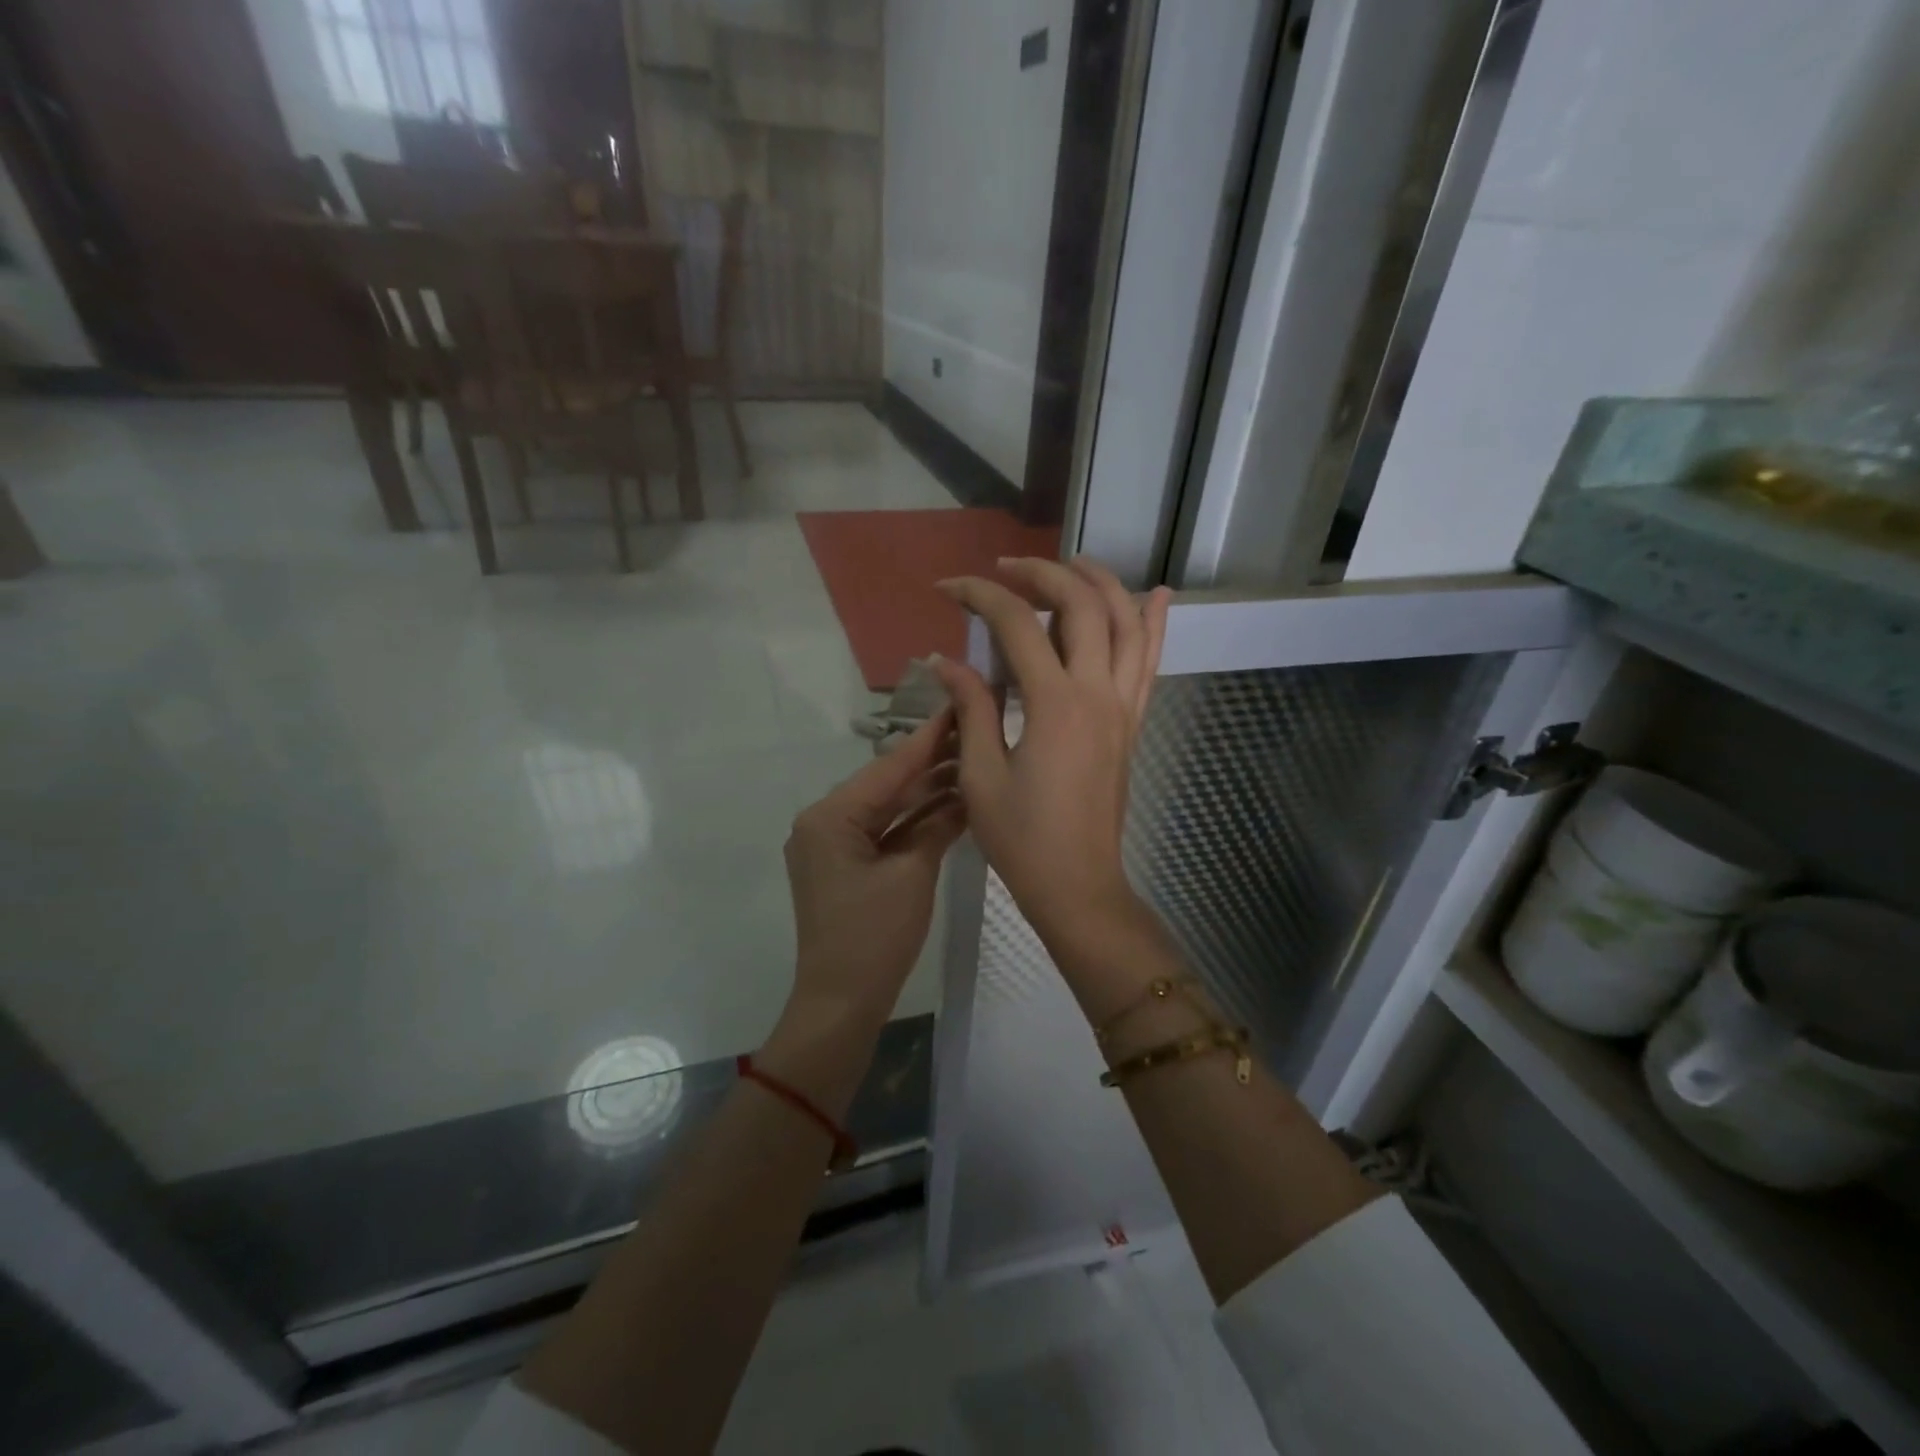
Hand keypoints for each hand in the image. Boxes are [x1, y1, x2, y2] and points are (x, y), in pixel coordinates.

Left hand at [782, 710, 966, 1026]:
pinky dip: (915, 823)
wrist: (841, 1003)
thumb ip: (938, 826)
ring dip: (926, 794)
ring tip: (971, 763)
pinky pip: (884, 833)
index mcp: (830, 817)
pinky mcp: (845, 864)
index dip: (928, 740)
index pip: (889, 768)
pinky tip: (951, 804)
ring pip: (887, 809)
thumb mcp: (912, 875)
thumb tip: (965, 792)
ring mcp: (833, 844)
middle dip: (931, 765)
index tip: (958, 706)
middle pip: (887, 785)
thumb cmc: (874, 938)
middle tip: (974, 733)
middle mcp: (824, 822)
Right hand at [932, 558, 1169, 951]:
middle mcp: (1098, 693)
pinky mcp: (1133, 723)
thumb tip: (945, 660)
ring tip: (1070, 564)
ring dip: (1101, 583)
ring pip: (1126, 623)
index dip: (980, 595)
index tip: (947, 588)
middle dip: (1042, 574)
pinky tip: (1155, 596)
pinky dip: (1152, 624)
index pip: (1017, 625)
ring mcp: (1124, 706)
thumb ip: (971, 708)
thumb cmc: (1022, 838)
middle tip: (1004, 570)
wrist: (1078, 885)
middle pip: (1081, 605)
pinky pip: (1150, 662)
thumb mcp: (982, 775)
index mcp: (1054, 705)